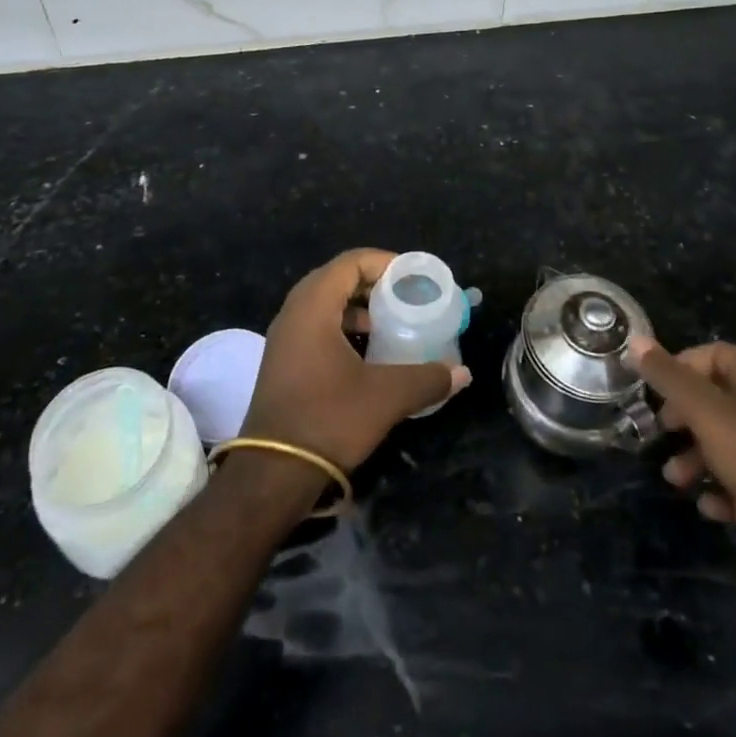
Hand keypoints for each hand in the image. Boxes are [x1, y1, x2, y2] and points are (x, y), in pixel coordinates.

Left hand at [241, 249, 471, 473]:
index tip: (413, 278)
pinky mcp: (283, 361)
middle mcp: (293, 313)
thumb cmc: (328, 420)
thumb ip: (427, 378)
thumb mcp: (386, 397)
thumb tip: (462, 372)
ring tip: (390, 322)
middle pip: (336, 278)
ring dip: (357, 306)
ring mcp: (284, 338)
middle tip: (405, 296)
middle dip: (373, 283)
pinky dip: (343, 326)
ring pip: (324, 303)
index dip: (384, 262)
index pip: (350, 262)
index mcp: (313, 307)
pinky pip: (316, 326)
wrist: (273, 474)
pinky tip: (367, 353)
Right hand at [627, 338, 735, 604]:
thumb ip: (669, 377)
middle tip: (662, 431)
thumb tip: (636, 340)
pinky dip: (723, 492)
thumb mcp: (706, 413)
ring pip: (727, 445)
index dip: (683, 365)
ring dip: (697, 459)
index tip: (658, 388)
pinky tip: (709, 507)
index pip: (716, 354)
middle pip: (717, 400)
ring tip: (675, 479)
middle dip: (684, 417)